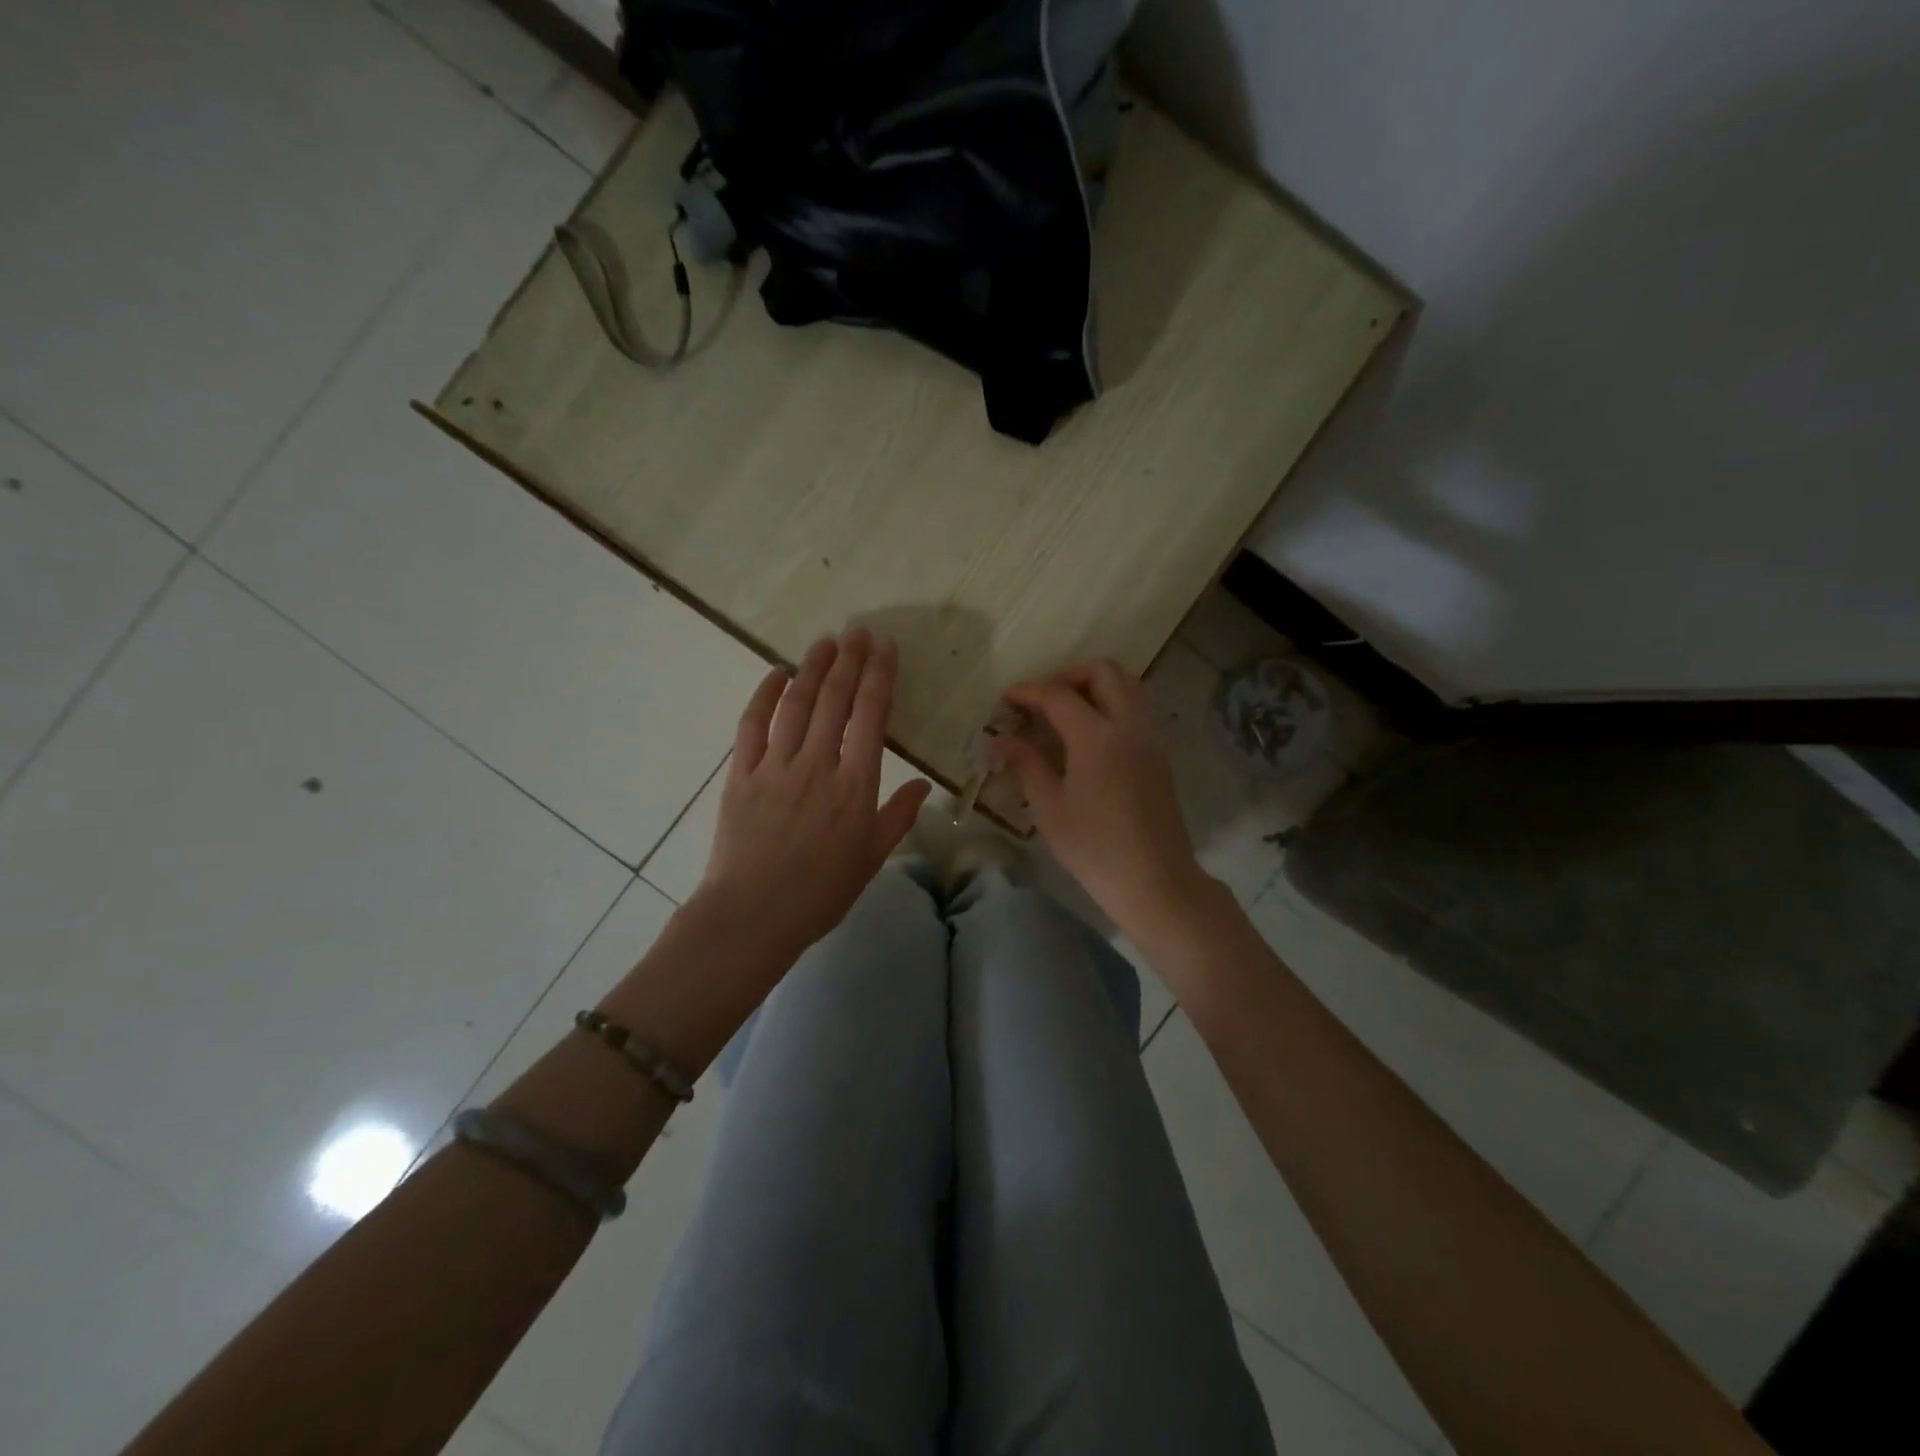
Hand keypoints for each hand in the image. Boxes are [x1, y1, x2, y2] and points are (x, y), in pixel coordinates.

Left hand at [695, 629, 931, 959]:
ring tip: (826, 642)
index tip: (886, 648)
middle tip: (858, 631)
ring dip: (812, 668)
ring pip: (796, 704)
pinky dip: (764, 695)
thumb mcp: (871, 859)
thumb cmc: (820, 893)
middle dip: (850, 660)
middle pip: (835, 699)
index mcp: (855, 786)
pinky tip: (776, 674)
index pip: (871, 716)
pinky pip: (752, 725)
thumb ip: (898, 817)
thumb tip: (924, 783)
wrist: (753, 916)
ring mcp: (775, 766)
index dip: (880, 676)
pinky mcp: (741, 774)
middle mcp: (817, 765)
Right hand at [994, 660, 1215, 945]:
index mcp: (1097, 736)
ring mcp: (1150, 738)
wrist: (1155, 880)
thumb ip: (1026, 763)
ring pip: (1127, 685)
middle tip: (1042, 701)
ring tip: (1064, 714)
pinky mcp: (1159, 755)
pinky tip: (1087, 736)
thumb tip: (999, 740)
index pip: (1058, 695)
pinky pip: (1136, 709)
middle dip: (1068, 676)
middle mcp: (1128, 725)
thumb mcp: (1049, 806)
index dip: (1028, 692)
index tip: (1005, 700)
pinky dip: (1111, 705)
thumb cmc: (1094, 848)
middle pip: (1104, 672)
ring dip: (1094, 687)